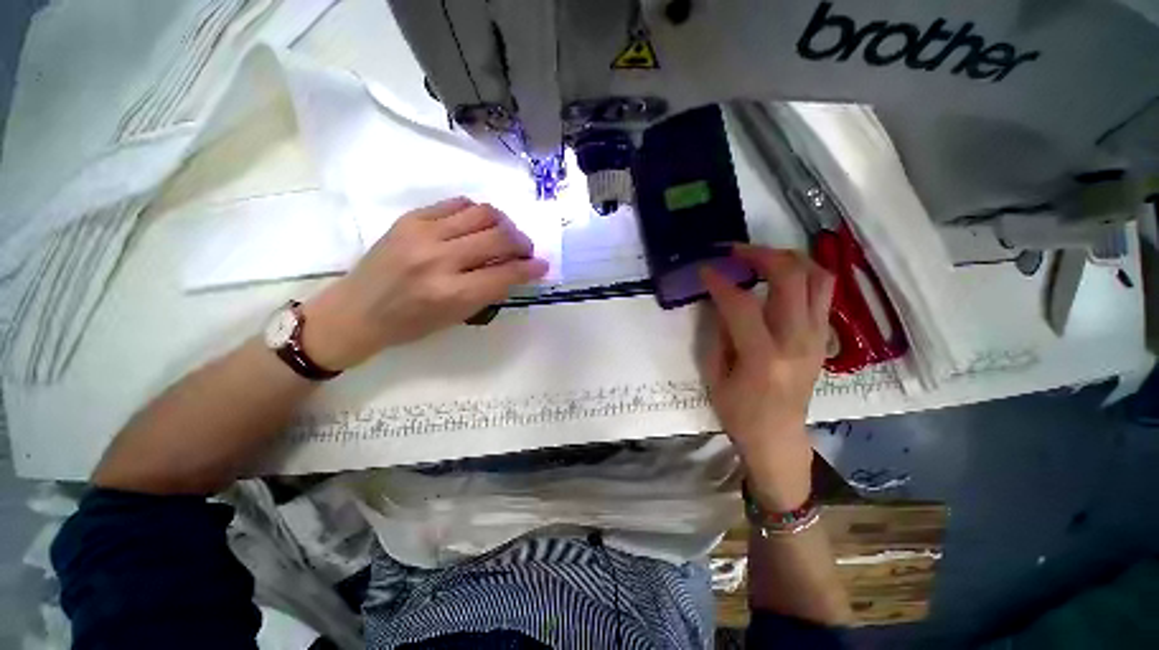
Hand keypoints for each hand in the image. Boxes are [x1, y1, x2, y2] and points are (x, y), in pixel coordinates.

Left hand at [301, 197, 547, 369]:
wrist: (358, 310)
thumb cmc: (411, 324)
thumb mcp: (457, 317)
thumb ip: (490, 291)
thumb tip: (517, 269)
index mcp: (452, 293)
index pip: (506, 273)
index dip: (531, 268)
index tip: (542, 265)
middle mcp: (440, 259)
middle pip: (499, 237)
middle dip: (522, 243)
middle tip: (526, 250)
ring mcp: (423, 234)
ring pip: (482, 213)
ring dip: (504, 224)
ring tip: (505, 235)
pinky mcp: (411, 218)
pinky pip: (457, 204)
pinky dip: (477, 213)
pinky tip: (479, 225)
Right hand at [700, 245, 833, 510]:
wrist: (779, 437)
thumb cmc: (739, 413)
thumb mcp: (715, 377)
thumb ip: (718, 334)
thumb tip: (719, 301)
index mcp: (763, 358)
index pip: (743, 304)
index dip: (721, 281)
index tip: (705, 269)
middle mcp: (798, 341)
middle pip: (791, 278)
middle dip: (761, 254)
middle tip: (736, 251)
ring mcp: (818, 337)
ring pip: (818, 278)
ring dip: (789, 258)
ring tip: (761, 257)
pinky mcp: (824, 338)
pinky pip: (822, 292)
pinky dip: (802, 274)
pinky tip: (780, 277)